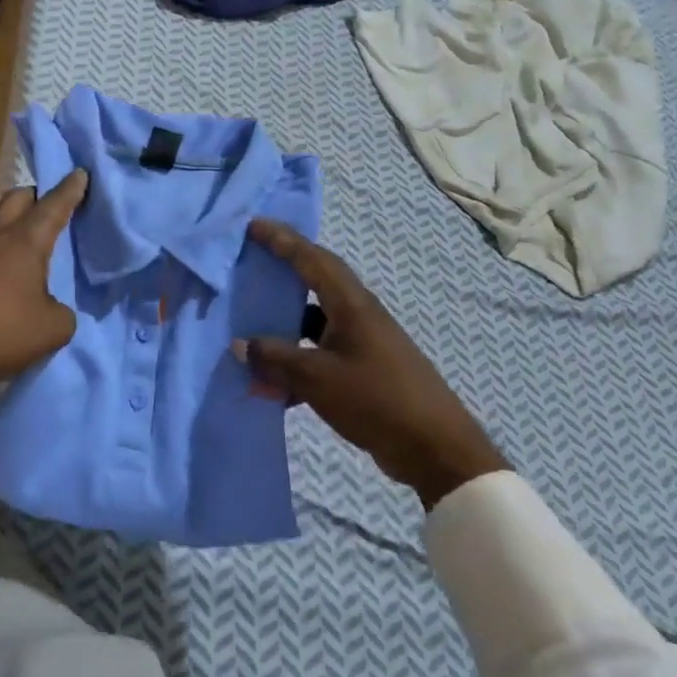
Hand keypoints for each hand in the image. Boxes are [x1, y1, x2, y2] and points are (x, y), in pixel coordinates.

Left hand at [0, 171, 87, 399]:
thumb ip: (62, 312)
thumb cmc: (0, 332)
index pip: (53, 206)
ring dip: (16, 223)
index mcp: (24, 242)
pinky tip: (10, 270)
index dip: (70, 189)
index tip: (80, 172)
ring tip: (33, 240)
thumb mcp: (51, 329)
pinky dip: (2, 249)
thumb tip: (51, 306)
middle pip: (17, 200)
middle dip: (37, 195)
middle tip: (53, 203)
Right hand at [235, 220, 508, 509]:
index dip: (282, 240)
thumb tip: (239, 345)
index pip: (312, 260)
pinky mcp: (365, 371)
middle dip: (282, 272)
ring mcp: (363, 344)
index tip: (254, 225)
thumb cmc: (377, 400)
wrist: (437, 451)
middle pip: (315, 283)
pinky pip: (319, 354)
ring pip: (314, 322)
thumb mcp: (316, 377)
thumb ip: (274, 358)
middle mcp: (358, 316)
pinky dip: (295, 362)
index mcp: (351, 306)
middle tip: (250, 264)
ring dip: (283, 326)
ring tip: (250, 329)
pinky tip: (274, 387)